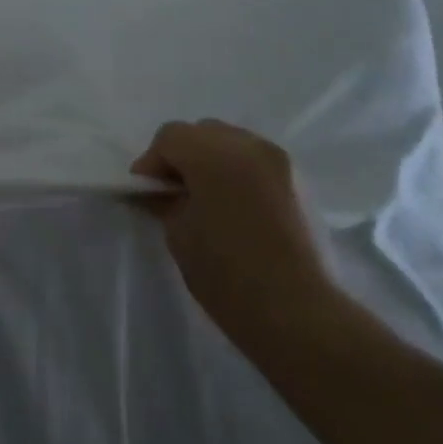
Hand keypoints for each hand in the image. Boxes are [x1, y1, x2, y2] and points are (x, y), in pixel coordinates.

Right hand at [131, 120, 341, 359]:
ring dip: (211, 160)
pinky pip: (255, 160)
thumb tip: (154, 190)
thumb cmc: (226, 275)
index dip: (152, 162)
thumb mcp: (179, 235)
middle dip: (182, 156)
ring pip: (232, 142)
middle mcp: (249, 145)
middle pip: (203, 132)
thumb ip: (164, 201)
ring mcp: (278, 159)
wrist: (295, 311)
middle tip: (172, 192)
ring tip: (205, 198)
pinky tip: (233, 205)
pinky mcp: (297, 179)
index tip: (145, 192)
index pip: (171, 136)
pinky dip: (237, 171)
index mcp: (214, 155)